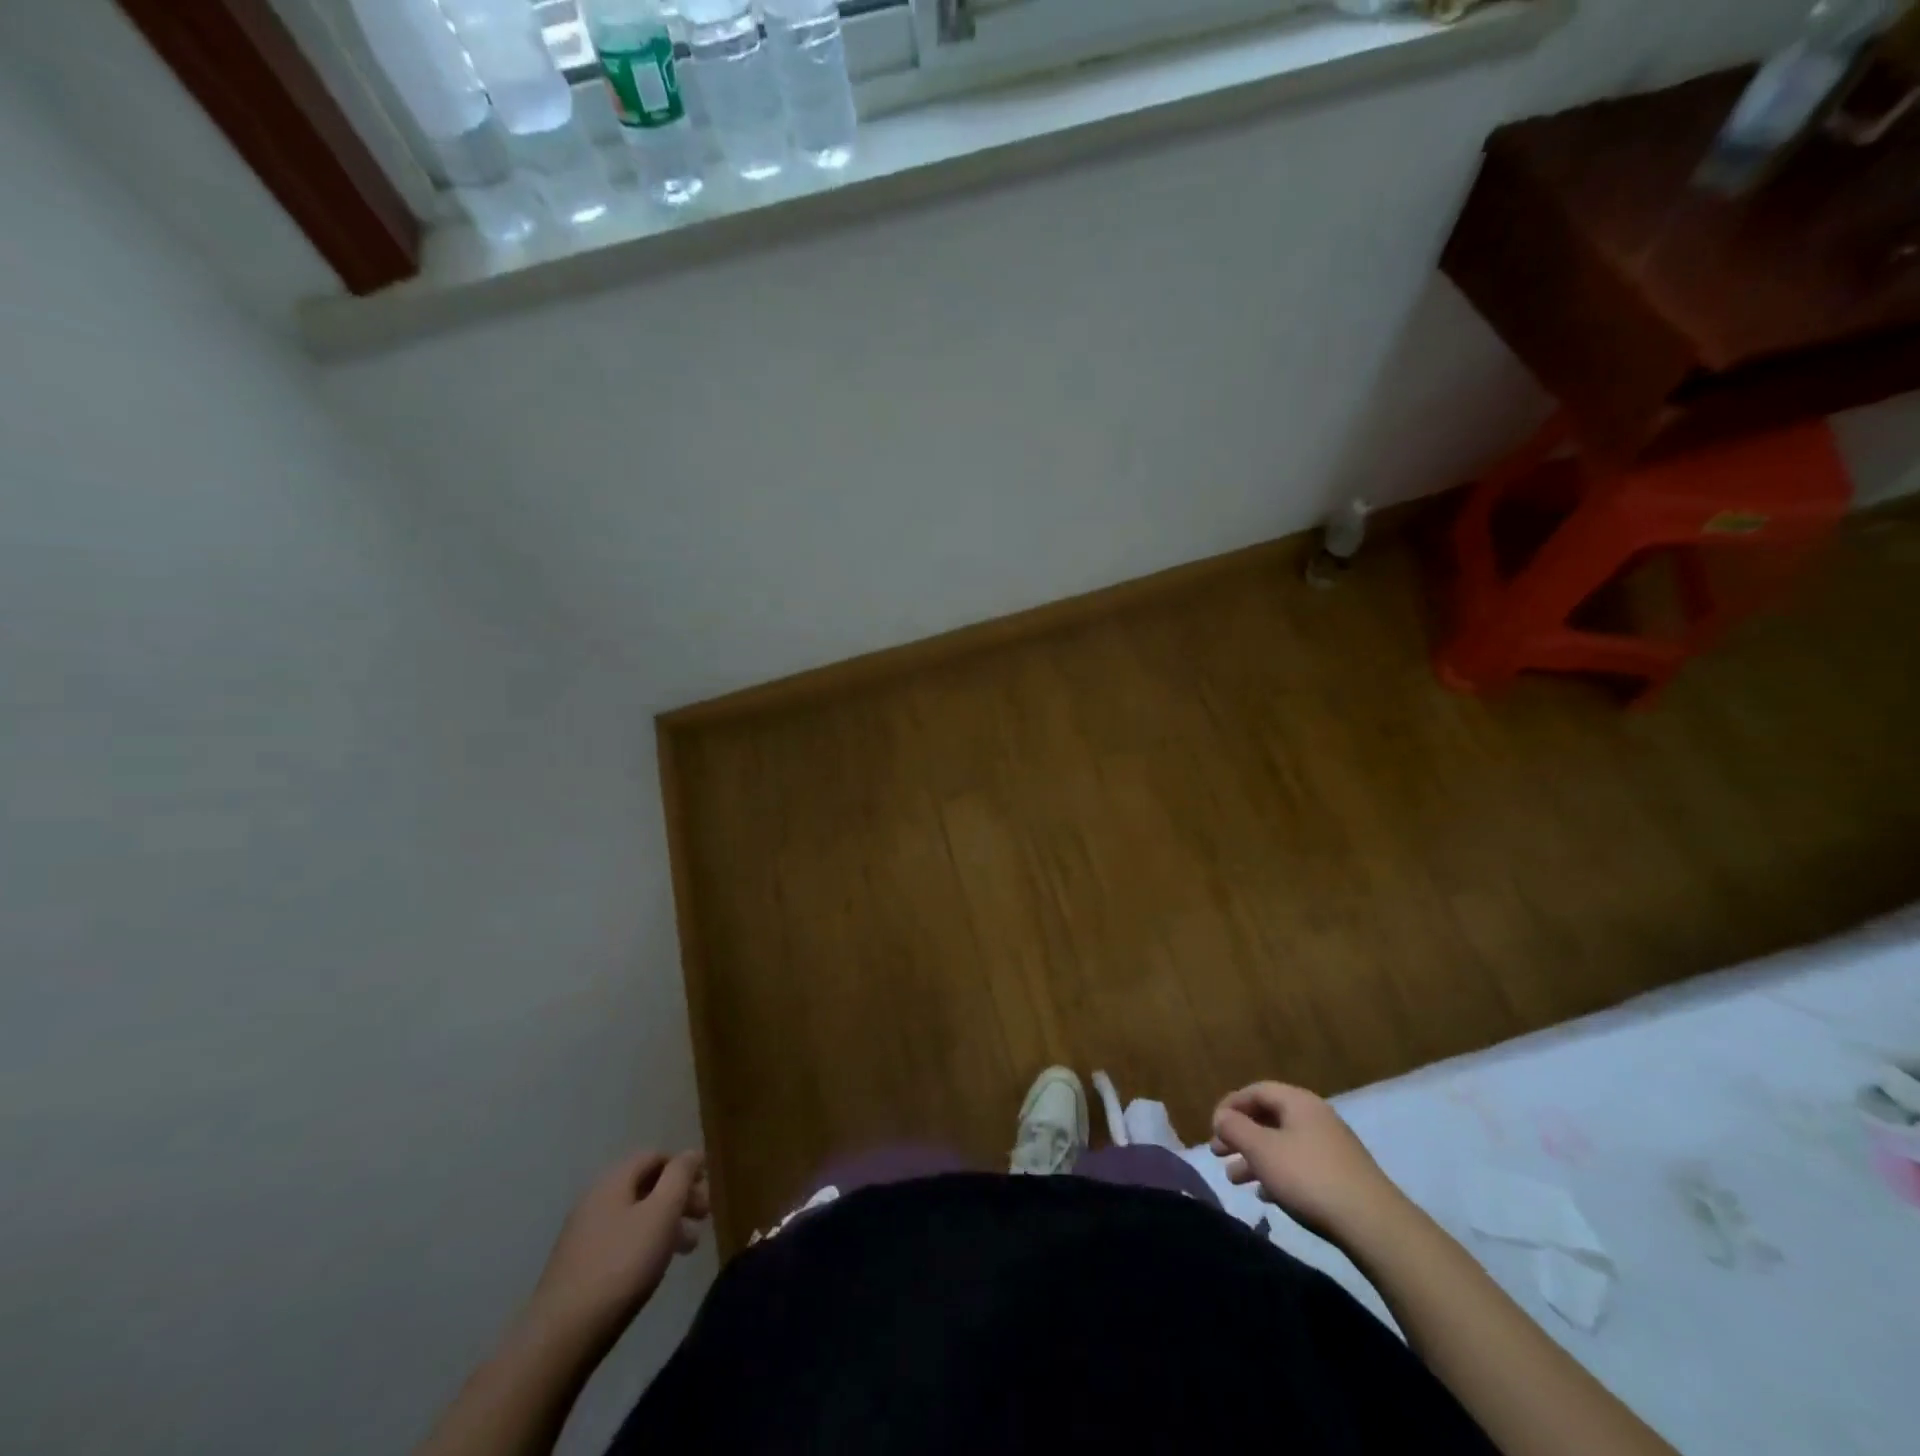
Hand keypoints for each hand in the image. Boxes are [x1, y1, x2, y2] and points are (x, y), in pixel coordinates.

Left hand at [517, 1150, 708, 1358]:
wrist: (561, 1336)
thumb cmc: (621, 1265)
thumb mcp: (661, 1213)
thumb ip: (680, 1176)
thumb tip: (692, 1152)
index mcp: (614, 1180)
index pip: (655, 1156)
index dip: (684, 1166)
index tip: (707, 1187)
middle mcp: (596, 1198)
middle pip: (646, 1184)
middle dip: (679, 1196)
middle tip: (704, 1217)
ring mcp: (584, 1233)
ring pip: (635, 1214)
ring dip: (666, 1222)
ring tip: (689, 1247)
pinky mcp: (579, 1265)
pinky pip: (621, 1239)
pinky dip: (646, 1242)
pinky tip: (656, 1266)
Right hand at [1210, 1083, 1403, 1241]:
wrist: (1373, 1225)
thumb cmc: (1309, 1177)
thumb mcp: (1262, 1150)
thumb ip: (1235, 1128)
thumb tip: (1221, 1116)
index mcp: (1298, 1102)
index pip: (1256, 1091)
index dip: (1230, 1105)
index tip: (1212, 1127)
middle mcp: (1316, 1117)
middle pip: (1268, 1118)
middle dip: (1240, 1135)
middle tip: (1217, 1153)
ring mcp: (1332, 1148)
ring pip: (1282, 1145)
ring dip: (1255, 1158)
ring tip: (1235, 1180)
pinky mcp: (1341, 1176)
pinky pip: (1300, 1166)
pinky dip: (1278, 1174)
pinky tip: (1266, 1196)